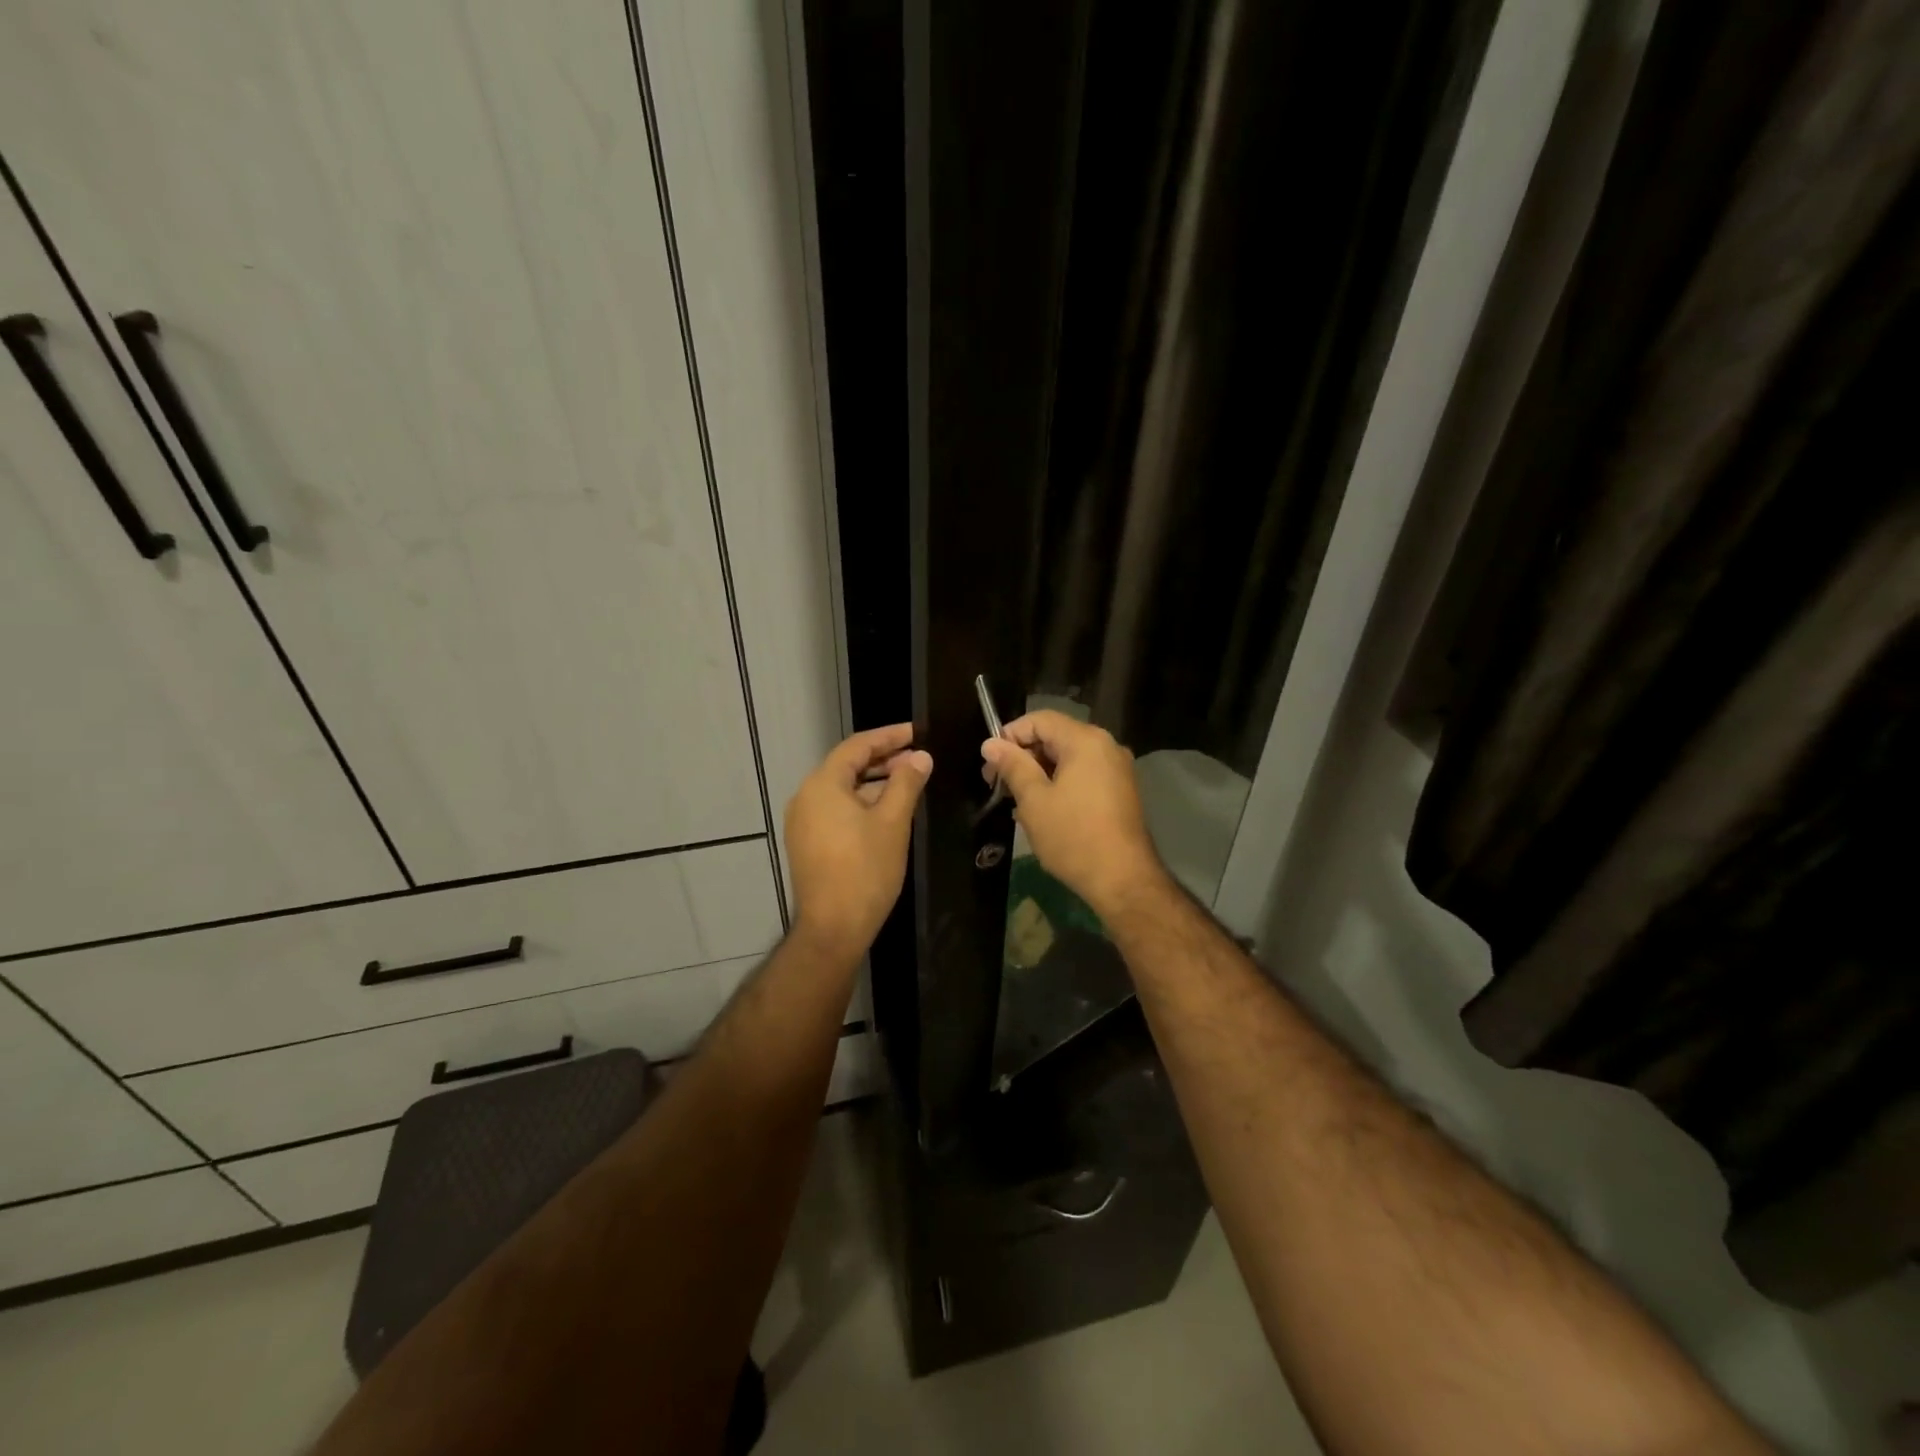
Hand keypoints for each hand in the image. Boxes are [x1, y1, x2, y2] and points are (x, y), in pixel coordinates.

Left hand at [785, 724, 931, 960]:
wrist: (833, 928)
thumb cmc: (865, 870)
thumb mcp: (893, 822)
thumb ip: (906, 783)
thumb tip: (921, 757)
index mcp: (823, 785)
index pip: (857, 746)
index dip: (889, 736)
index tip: (918, 732)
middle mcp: (806, 797)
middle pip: (847, 766)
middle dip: (883, 759)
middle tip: (918, 757)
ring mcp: (803, 822)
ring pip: (842, 790)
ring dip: (874, 782)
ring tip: (908, 781)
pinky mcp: (807, 843)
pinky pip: (836, 810)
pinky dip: (861, 803)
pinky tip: (887, 810)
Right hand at [981, 710, 1166, 918]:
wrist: (1123, 879)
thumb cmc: (1073, 836)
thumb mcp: (1034, 800)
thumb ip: (1012, 766)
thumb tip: (990, 744)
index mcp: (1085, 740)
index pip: (1040, 719)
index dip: (1010, 735)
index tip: (990, 763)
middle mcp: (1106, 746)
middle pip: (1055, 736)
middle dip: (1023, 755)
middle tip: (998, 784)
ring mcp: (1117, 769)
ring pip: (1068, 758)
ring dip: (1039, 773)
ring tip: (1016, 801)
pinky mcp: (1120, 791)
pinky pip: (1083, 774)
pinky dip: (1060, 784)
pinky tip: (1042, 810)